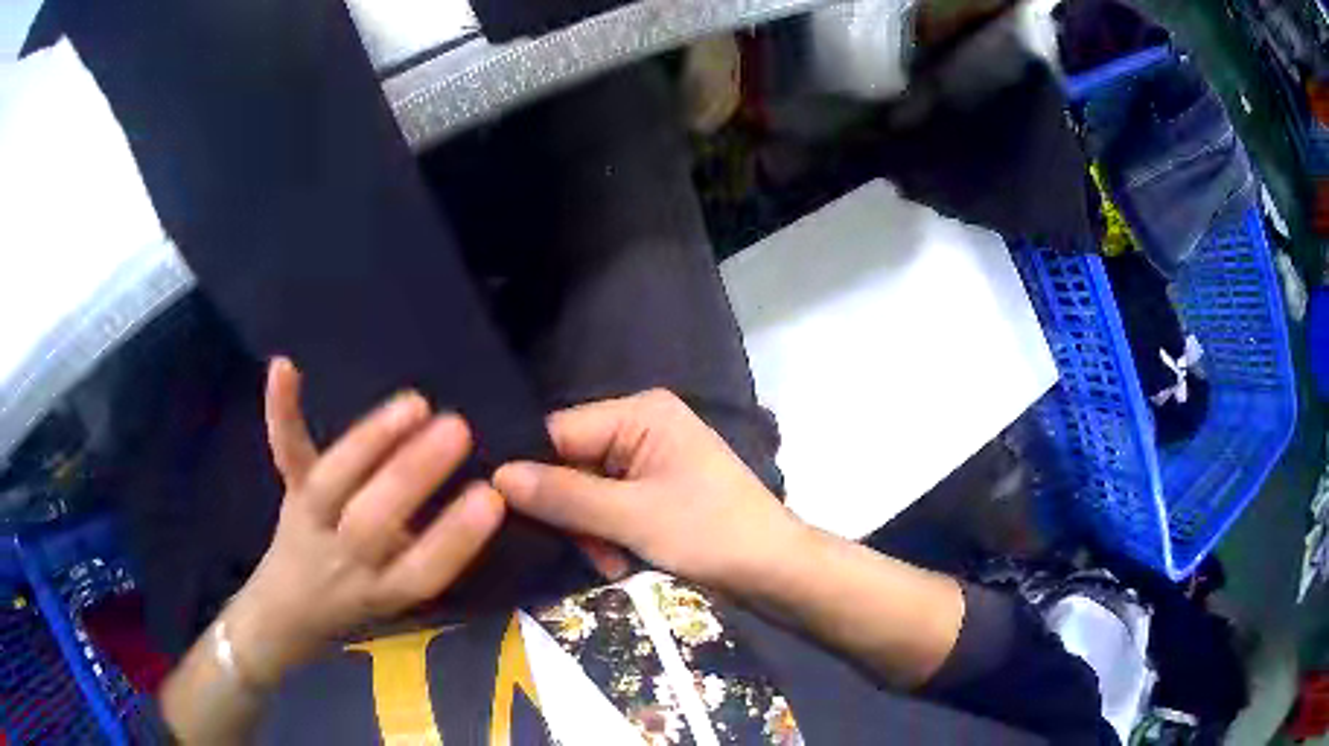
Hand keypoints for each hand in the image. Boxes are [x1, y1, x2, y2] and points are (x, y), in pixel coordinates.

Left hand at [223, 358, 504, 686]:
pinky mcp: (288, 489)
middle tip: (458, 429)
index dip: (456, 538)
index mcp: (382, 591)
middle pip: (370, 524)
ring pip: (331, 482)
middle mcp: (343, 559)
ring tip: (414, 404)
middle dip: (412, 475)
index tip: (492, 497)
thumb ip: (435, 556)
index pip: (421, 572)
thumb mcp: (404, 597)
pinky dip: (282, 410)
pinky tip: (285, 366)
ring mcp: (309, 520)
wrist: (291, 610)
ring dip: (369, 440)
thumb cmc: (362, 602)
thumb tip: (491, 495)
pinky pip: (284, 452)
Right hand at [493, 390, 803, 594]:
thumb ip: (564, 496)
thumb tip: (497, 477)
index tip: (503, 511)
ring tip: (608, 562)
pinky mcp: (654, 490)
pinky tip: (618, 562)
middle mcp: (640, 426)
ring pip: (586, 491)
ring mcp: (649, 460)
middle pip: (571, 462)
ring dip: (588, 531)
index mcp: (640, 413)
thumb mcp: (634, 518)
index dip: (529, 471)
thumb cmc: (712, 534)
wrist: (777, 571)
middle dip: (570, 511)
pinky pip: (608, 506)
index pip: (559, 431)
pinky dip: (607, 536)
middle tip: (579, 550)